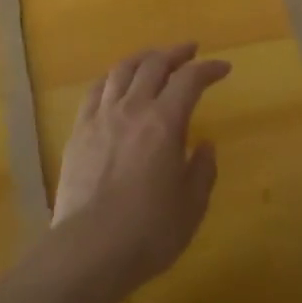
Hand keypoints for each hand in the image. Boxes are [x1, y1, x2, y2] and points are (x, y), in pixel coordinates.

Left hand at [52, 43, 229, 287]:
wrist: (89, 250)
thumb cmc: (148, 231)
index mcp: (165, 122)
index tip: (223, 68)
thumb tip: (205, 145)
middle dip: (176, 53)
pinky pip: (94, 91)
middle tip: (190, 52)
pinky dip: (111, 79)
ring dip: (143, 58)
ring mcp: (101, 117)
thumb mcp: (191, 206)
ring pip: (121, 70)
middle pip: (154, 64)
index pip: (190, 80)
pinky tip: (116, 83)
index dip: (208, 69)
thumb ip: (202, 170)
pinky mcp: (78, 132)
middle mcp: (132, 109)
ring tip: (154, 59)